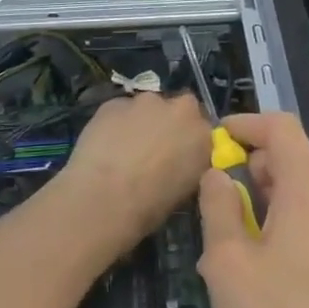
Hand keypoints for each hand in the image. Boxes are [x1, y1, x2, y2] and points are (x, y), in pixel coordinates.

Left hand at [61, 92, 209, 246]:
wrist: (104, 198)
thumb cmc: (149, 206)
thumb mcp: (185, 191)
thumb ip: (188, 165)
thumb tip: (178, 161)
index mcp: (203, 134)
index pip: (203, 129)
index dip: (189, 140)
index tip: (179, 155)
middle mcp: (180, 109)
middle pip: (178, 110)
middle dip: (168, 124)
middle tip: (153, 149)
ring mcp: (146, 101)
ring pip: (147, 107)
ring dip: (141, 122)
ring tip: (125, 149)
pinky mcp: (115, 102)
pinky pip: (120, 111)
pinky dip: (117, 123)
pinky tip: (105, 145)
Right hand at [195, 111, 308, 307]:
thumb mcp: (227, 261)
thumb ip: (218, 205)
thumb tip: (217, 175)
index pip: (280, 127)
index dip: (246, 124)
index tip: (216, 139)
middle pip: (291, 157)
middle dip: (252, 170)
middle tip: (218, 206)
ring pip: (302, 185)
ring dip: (266, 199)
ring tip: (235, 243)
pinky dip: (287, 216)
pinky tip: (265, 259)